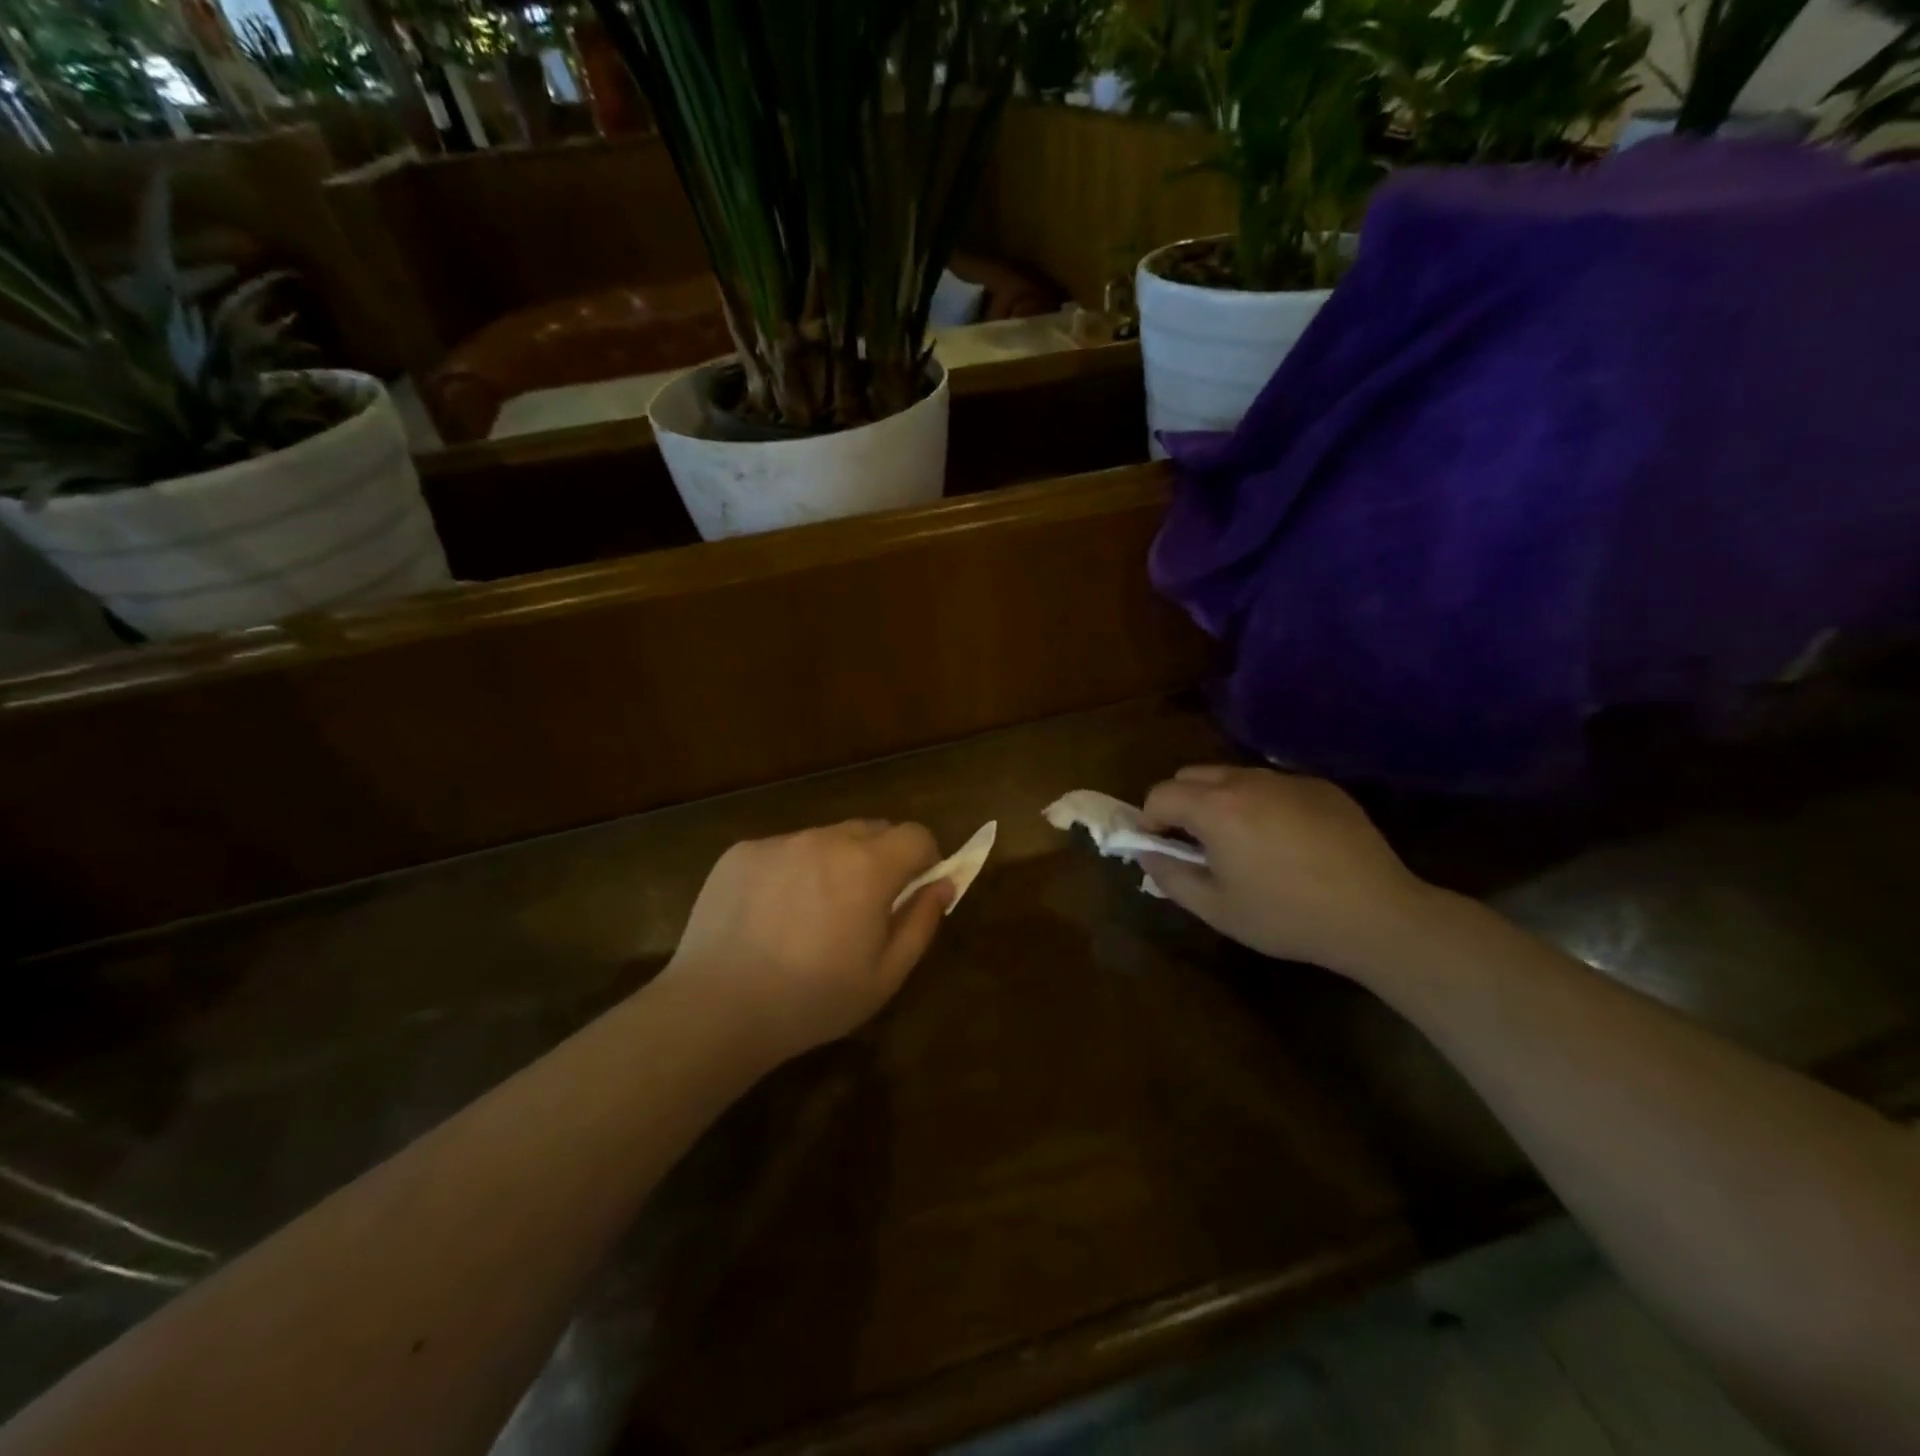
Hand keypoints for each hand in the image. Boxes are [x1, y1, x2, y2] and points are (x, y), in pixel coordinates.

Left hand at [662, 820, 951, 1063]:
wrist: (717, 1008)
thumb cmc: (812, 1000)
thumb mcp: (885, 976)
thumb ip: (922, 922)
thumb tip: (943, 883)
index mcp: (868, 867)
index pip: (916, 835)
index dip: (924, 859)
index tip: (913, 890)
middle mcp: (826, 839)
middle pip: (872, 830)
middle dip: (881, 858)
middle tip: (864, 907)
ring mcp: (780, 842)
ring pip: (825, 839)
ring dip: (834, 863)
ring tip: (810, 915)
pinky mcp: (742, 851)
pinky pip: (783, 850)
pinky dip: (791, 871)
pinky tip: (770, 916)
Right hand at [1139, 765, 1438, 976]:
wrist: (1376, 914)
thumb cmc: (1286, 916)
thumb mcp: (1215, 908)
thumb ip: (1169, 876)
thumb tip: (1146, 853)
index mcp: (1215, 807)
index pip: (1160, 794)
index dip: (1150, 821)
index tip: (1161, 849)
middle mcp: (1247, 780)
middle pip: (1192, 776)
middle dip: (1181, 804)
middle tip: (1196, 845)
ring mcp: (1287, 779)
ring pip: (1233, 776)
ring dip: (1220, 802)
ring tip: (1242, 843)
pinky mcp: (1321, 787)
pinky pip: (1273, 785)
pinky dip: (1262, 804)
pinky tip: (1287, 843)